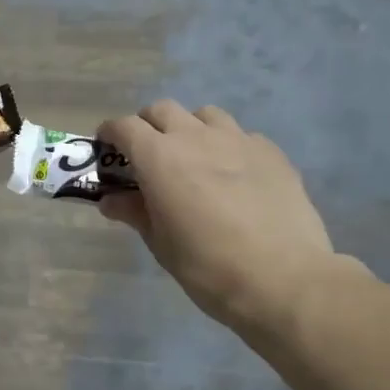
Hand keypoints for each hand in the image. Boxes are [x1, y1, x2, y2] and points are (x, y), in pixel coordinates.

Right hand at [97, 101, 362, 329]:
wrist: (283, 279)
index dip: (110, 133)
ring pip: (205, 115)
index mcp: (159, 157)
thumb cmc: (207, 266)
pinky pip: (241, 136)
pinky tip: (234, 175)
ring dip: (190, 128)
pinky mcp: (271, 153)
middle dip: (148, 125)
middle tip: (147, 154)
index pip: (124, 127)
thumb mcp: (160, 243)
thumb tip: (112, 200)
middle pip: (163, 110)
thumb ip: (135, 212)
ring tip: (193, 158)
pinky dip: (227, 146)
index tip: (106, 147)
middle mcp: (196, 137)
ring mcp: (238, 140)